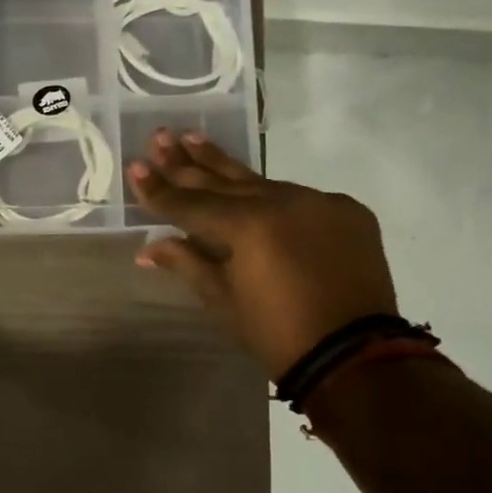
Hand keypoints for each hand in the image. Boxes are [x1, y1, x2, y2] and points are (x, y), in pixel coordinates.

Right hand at [127, 129, 397, 380]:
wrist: (356, 355)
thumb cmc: (275, 331)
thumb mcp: (222, 298)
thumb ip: (186, 262)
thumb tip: (147, 249)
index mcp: (247, 225)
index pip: (191, 203)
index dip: (159, 189)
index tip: (135, 166)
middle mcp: (282, 201)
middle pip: (222, 181)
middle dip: (186, 162)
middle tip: (161, 137)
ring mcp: (318, 202)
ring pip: (259, 182)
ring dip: (223, 166)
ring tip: (194, 138)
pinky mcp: (346, 211)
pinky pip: (297, 197)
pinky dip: (270, 195)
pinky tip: (250, 186)